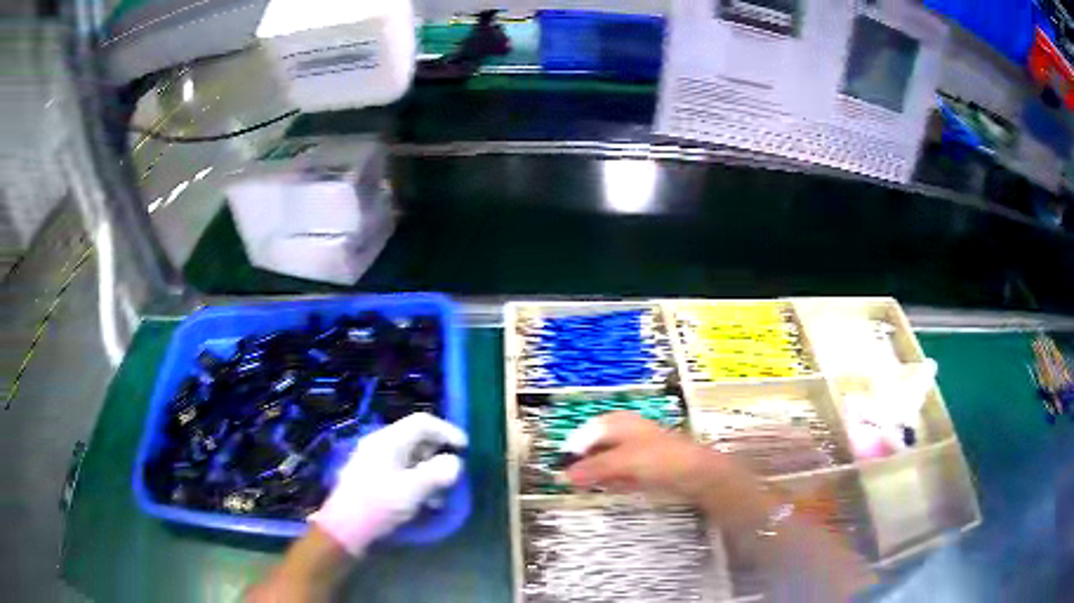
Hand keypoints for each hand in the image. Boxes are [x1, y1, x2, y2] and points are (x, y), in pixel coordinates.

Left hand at [309, 412, 466, 555]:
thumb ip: (437, 473)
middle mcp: (379, 444)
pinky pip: (400, 469)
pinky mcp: (371, 476)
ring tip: (439, 495)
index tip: (465, 448)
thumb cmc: (379, 504)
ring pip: (409, 456)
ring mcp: (373, 459)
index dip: (447, 431)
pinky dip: (416, 480)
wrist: (345, 527)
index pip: (422, 422)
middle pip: (416, 438)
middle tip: (452, 474)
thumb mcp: (413, 490)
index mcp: (388, 440)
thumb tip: (454, 462)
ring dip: (428, 471)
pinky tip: (422, 501)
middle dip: (438, 455)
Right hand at [565, 412, 771, 527]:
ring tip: (591, 487)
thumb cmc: (659, 459)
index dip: (573, 450)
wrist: (697, 473)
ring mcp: (636, 450)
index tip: (562, 469)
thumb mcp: (622, 462)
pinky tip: (614, 488)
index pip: (586, 433)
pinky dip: (614, 481)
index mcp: (619, 422)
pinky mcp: (645, 467)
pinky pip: (622, 473)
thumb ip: (593, 468)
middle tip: (574, 483)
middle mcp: (626, 433)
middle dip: (586, 465)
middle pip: (596, 448)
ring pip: (608, 462)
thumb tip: (565, 475)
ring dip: (599, 475)